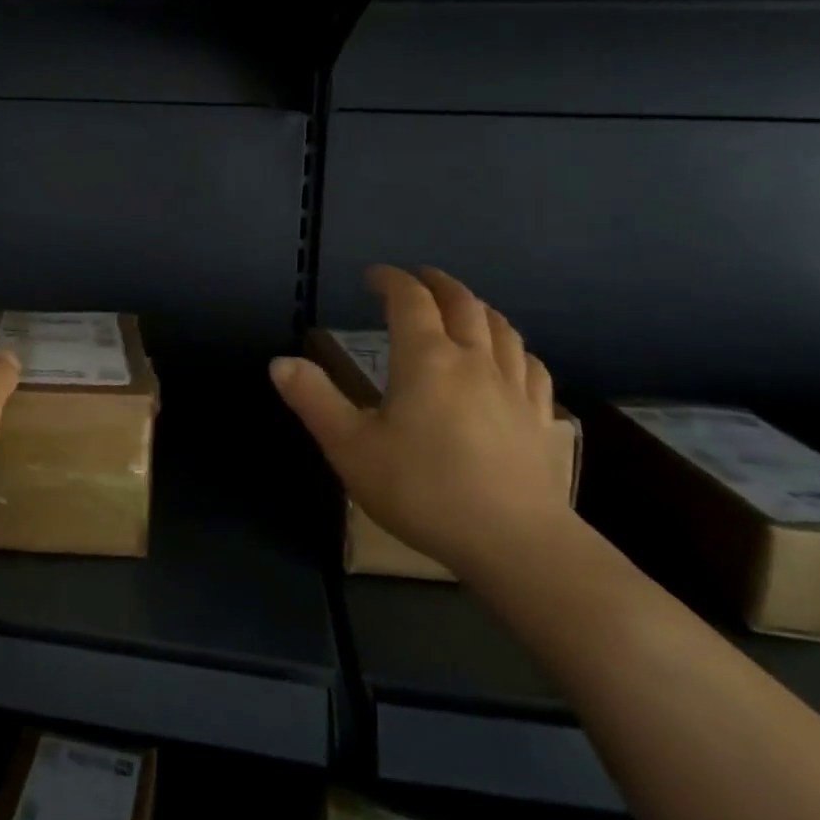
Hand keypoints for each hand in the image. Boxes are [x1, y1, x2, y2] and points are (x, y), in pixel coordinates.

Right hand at [271, 266, 567, 580]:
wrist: (514, 543)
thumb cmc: (422, 490)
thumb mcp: (350, 447)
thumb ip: (314, 400)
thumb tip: (280, 362)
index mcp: (426, 358)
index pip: (409, 300)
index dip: (391, 281)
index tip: (374, 276)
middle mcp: (474, 360)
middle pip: (461, 304)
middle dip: (437, 284)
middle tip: (419, 278)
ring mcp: (514, 387)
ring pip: (501, 328)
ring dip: (477, 308)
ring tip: (463, 307)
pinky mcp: (540, 418)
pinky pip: (530, 366)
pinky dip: (514, 348)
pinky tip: (510, 357)